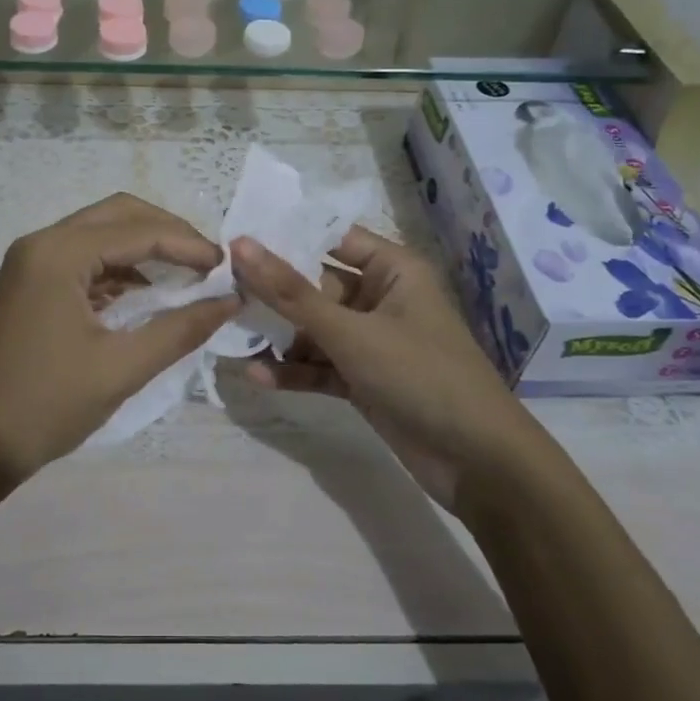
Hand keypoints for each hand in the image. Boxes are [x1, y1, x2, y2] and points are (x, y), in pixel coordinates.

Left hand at [0, 194, 238, 486]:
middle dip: (167, 232)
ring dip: (144, 247)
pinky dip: (119, 268)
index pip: (139, 231)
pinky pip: (84, 258)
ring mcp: (31, 262)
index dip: (189, 244)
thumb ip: (180, 329)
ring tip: (187, 276)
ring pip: (100, 233)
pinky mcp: (30, 284)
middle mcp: (41, 244)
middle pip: (118, 215)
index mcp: (59, 254)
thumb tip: (230, 301)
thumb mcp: (122, 368)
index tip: (228, 267)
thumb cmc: (47, 405)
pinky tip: (147, 294)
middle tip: (207, 262)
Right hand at [232, 227, 530, 510]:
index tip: (233, 241)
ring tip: (229, 337)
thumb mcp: (350, 332)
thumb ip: (290, 292)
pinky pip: (321, 366)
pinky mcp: (365, 379)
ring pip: (314, 329)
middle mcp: (381, 298)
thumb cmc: (420, 375)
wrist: (478, 462)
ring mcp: (373, 342)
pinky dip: (294, 371)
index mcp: (392, 269)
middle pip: (316, 286)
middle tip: (220, 294)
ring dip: (278, 337)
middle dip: (273, 295)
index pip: (331, 238)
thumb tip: (240, 245)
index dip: (285, 238)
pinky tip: (255, 376)